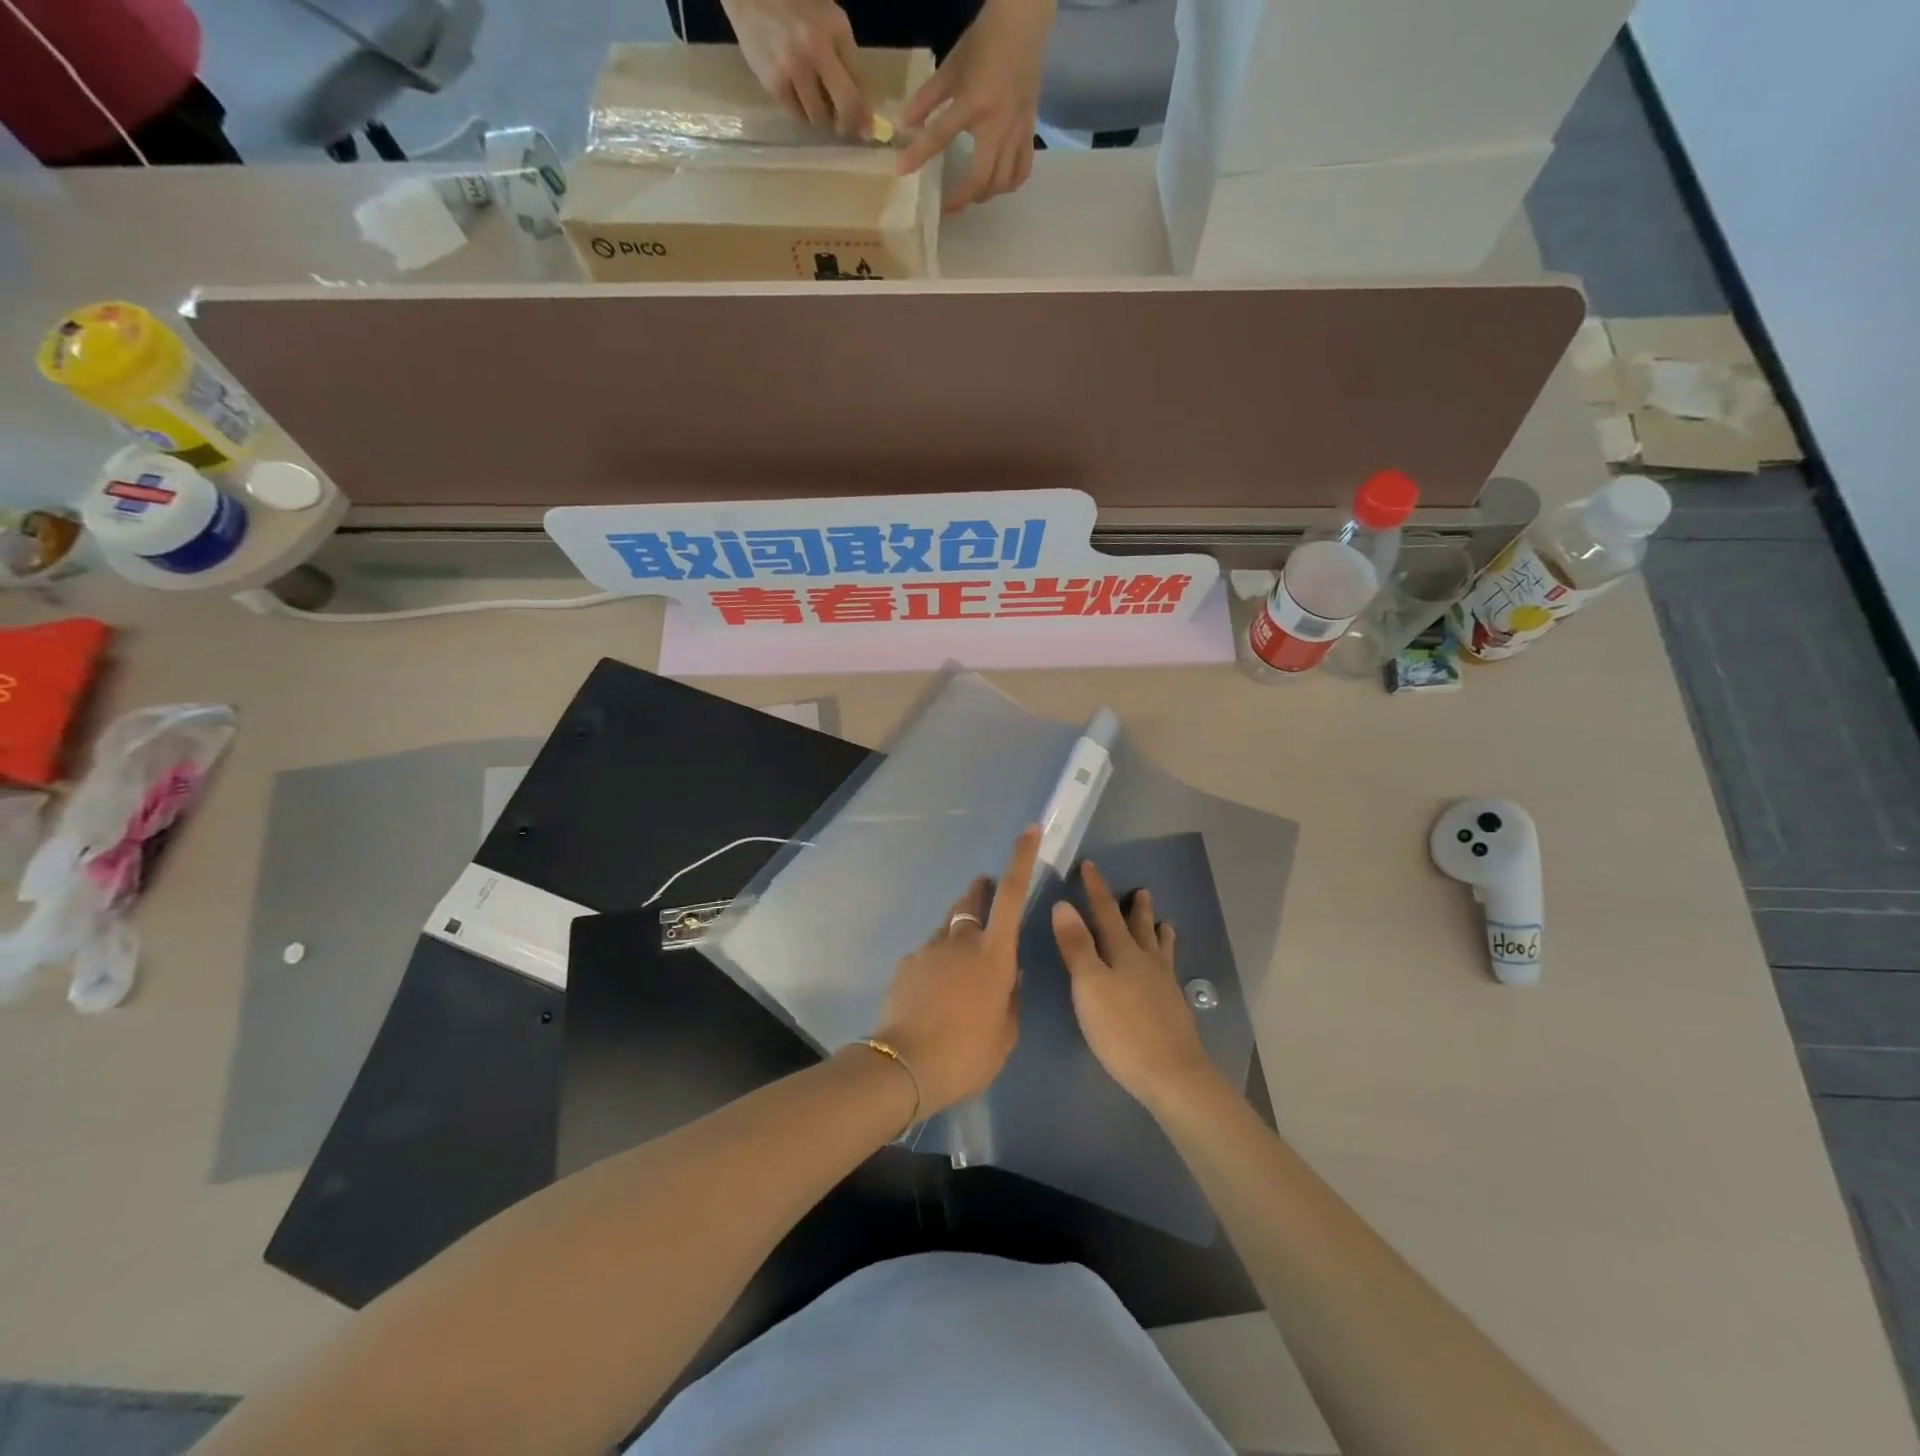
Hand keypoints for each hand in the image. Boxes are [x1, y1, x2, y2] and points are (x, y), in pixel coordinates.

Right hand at [723, 0, 870, 134]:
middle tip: (843, 127)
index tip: (866, 128)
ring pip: (820, 117)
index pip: (861, 82)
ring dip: (822, 120)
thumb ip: (846, 59)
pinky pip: (797, 116)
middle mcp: (816, 47)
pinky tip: (799, 98)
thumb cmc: (794, 2)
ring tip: (817, 105)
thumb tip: (863, 116)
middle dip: (848, 124)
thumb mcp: (827, 17)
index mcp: (835, 27)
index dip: (866, 111)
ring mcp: (793, 67)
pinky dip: (802, 114)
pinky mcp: (774, 82)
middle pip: (846, 105)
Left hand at [870, 827, 1039, 1115]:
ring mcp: (929, 949)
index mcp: (994, 954)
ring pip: (949, 926)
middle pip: (973, 901)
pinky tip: (935, 991)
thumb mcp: (1005, 1034)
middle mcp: (961, 941)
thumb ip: (1010, 998)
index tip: (1029, 829)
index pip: (1012, 895)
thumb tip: (1008, 976)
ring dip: (959, 930)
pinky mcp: (906, 963)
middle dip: (981, 891)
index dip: (1022, 859)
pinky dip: (938, 960)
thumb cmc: (966, 1054)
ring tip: (961, 961)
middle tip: (985, 891)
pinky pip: (929, 951)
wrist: (903, 1067)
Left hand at [895, 0, 1054, 211]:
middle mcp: (997, 122)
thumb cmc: (984, 43)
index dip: (918, 155)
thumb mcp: (951, 67)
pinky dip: (1010, 183)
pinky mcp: (1029, 130)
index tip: (901, 171)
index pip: (940, 135)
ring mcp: (1016, 129)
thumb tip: (905, 124)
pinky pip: (1023, 168)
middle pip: (981, 176)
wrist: (1023, 25)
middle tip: (950, 207)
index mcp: (973, 102)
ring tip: (974, 195)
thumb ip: (928, 98)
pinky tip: (999, 184)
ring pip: (1003, 179)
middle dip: (964, 197)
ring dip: (986, 194)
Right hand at [1051, 861, 1219, 1109]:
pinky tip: (1169, 974)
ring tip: (1165, 923)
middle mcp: (1147, 963)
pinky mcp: (1174, 1010)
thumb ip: (1076, 946)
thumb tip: (1063, 904)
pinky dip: (1167, 962)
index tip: (1090, 866)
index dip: (1096, 890)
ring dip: (1158, 933)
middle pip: (1140, 928)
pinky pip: (1169, 973)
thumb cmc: (1122, 1029)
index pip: (1106, 913)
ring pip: (1160, 950)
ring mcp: (1164, 987)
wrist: (1172, 1075)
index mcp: (1123, 953)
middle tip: (1141, 891)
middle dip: (1135, 909)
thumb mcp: (1089, 985)